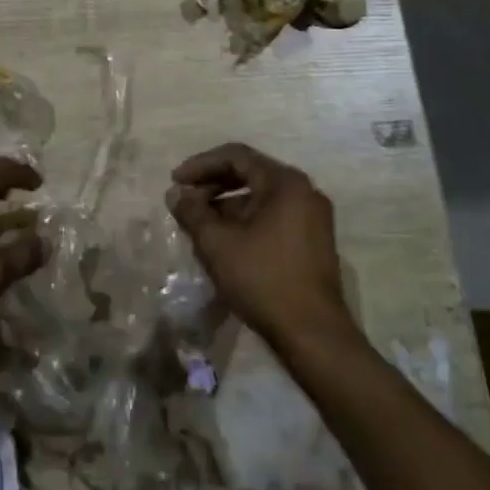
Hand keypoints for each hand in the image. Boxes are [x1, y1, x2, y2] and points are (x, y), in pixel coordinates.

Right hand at [166, 142, 353, 348]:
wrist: (312, 333)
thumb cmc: (262, 279)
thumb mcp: (217, 243)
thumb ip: (192, 212)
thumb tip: (176, 194)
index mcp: (285, 183)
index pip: (236, 156)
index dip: (201, 165)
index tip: (175, 181)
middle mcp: (304, 192)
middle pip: (251, 174)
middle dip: (213, 184)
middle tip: (185, 200)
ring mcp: (313, 217)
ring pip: (261, 197)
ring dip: (227, 204)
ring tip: (200, 224)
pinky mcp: (314, 241)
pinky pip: (273, 216)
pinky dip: (246, 220)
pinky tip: (225, 241)